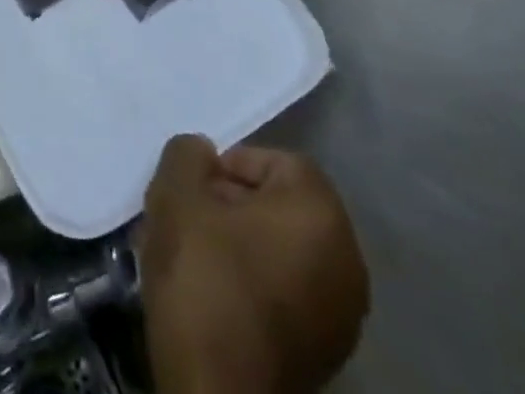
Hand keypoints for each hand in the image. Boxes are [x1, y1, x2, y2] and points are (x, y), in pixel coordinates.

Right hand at [139, 136, 368, 393]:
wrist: (218, 392)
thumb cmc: (204, 276)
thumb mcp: (177, 193)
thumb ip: (188, 154)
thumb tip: (203, 156)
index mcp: (321, 213)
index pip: (276, 161)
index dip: (230, 165)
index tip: (196, 189)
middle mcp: (347, 259)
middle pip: (281, 206)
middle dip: (232, 204)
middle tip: (190, 218)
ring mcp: (343, 314)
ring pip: (281, 250)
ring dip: (239, 242)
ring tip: (195, 255)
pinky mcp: (326, 353)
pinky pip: (288, 291)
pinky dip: (254, 282)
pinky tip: (214, 293)